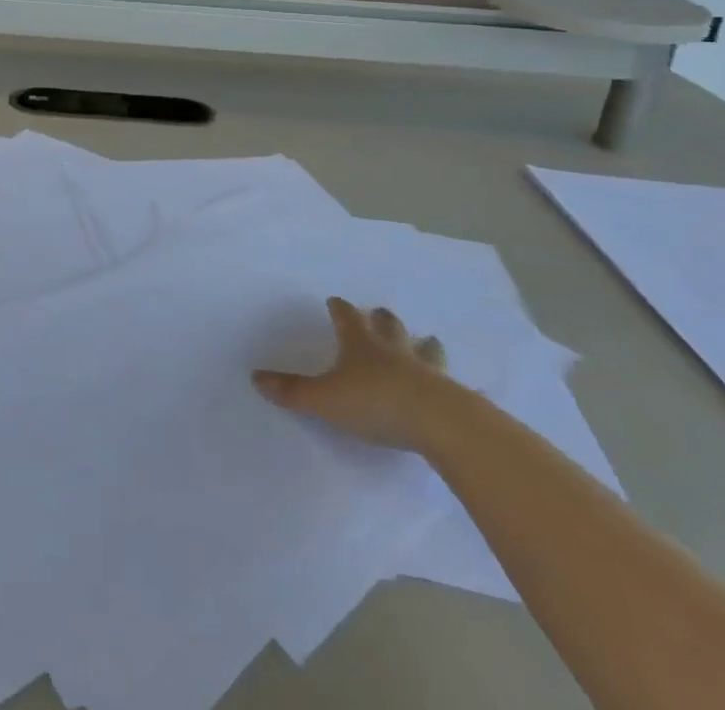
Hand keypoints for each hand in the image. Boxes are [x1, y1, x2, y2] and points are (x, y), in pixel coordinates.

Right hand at [254, 298, 455, 450]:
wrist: (438, 423)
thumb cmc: (374, 402)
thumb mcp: (325, 399)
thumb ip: (292, 391)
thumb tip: (255, 377)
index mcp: (361, 345)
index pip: (347, 317)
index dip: (340, 309)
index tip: (335, 301)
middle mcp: (393, 350)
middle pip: (388, 325)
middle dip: (382, 318)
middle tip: (379, 313)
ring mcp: (426, 370)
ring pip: (425, 349)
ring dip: (422, 344)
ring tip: (426, 340)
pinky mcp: (452, 396)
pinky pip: (454, 386)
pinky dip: (455, 386)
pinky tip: (469, 389)